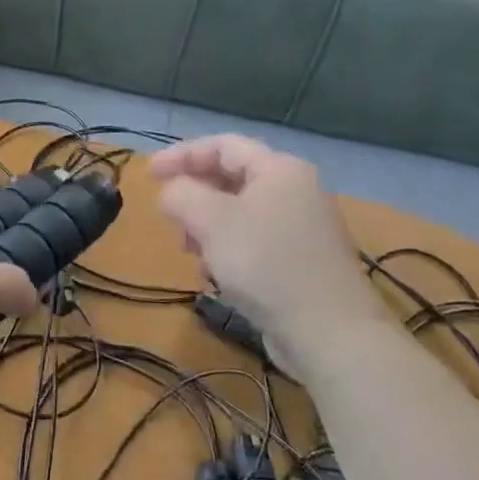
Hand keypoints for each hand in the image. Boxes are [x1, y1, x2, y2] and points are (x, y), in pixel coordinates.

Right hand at [150, 135, 387, 377]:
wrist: (329, 334)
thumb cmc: (266, 264)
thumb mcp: (211, 221)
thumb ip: (182, 194)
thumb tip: (172, 191)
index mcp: (279, 169)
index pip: (222, 145)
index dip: (181, 155)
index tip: (149, 176)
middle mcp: (294, 191)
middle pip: (230, 178)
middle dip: (194, 197)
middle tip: (170, 220)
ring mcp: (300, 228)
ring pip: (238, 214)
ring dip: (206, 228)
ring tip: (191, 253)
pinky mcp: (300, 261)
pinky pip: (253, 242)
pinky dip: (227, 251)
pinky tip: (216, 276)